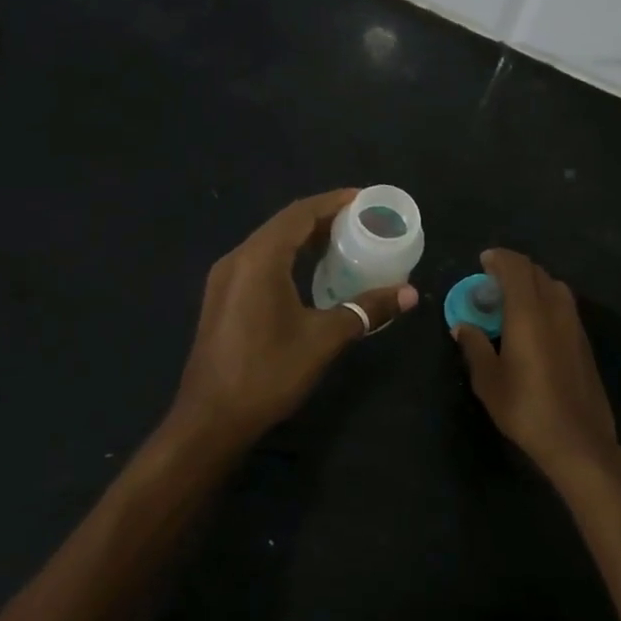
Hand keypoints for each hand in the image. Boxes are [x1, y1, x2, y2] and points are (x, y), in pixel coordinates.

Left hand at [174, 189, 417, 445]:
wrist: (210, 421)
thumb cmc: (268, 373)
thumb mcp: (324, 339)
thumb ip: (366, 310)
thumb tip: (409, 293)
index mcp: (259, 259)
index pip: (300, 214)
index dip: (333, 202)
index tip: (364, 199)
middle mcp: (237, 259)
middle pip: (284, 224)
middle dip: (322, 217)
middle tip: (361, 221)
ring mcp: (225, 279)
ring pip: (270, 243)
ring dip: (304, 238)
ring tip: (343, 241)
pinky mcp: (222, 298)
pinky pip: (260, 262)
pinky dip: (289, 256)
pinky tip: (311, 273)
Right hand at [452, 249, 620, 479]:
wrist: (578, 440)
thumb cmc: (526, 408)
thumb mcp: (488, 380)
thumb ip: (474, 346)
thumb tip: (462, 326)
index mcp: (528, 312)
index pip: (516, 268)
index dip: (499, 259)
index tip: (483, 261)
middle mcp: (555, 309)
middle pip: (536, 272)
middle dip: (514, 269)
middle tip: (492, 281)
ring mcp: (574, 324)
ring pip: (554, 286)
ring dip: (532, 283)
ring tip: (512, 300)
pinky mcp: (583, 341)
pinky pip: (563, 305)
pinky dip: (545, 300)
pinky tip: (533, 323)